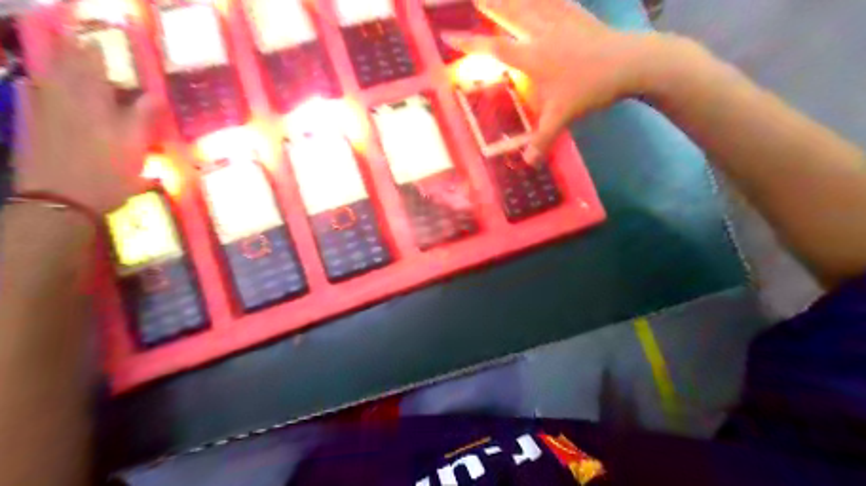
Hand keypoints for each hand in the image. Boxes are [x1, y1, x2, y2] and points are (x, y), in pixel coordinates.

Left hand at [12, 31, 157, 212]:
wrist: (60, 201)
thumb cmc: (107, 177)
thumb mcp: (135, 150)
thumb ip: (143, 120)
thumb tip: (156, 96)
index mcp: (96, 107)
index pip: (94, 70)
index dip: (96, 52)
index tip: (98, 36)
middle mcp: (67, 103)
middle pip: (67, 68)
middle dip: (71, 49)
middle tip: (73, 30)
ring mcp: (44, 114)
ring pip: (46, 79)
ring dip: (52, 62)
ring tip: (57, 48)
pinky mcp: (31, 128)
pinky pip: (28, 98)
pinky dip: (32, 86)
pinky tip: (30, 81)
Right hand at [442, 0, 663, 162]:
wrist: (631, 63)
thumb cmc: (591, 90)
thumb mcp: (563, 118)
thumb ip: (542, 141)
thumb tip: (527, 164)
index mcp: (534, 58)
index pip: (495, 50)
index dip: (470, 44)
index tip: (448, 36)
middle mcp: (541, 34)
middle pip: (509, 15)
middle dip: (487, 6)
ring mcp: (560, 20)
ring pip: (529, 2)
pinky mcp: (577, 15)